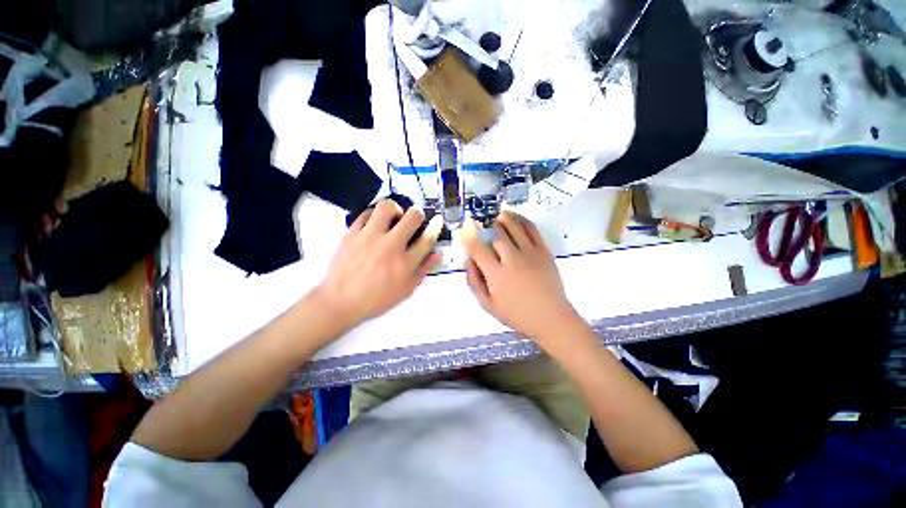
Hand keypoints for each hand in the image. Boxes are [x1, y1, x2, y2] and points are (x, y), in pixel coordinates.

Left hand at [314, 200, 442, 329]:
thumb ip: (423, 270)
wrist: (340, 302)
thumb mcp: (406, 290)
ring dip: (395, 209)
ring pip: (387, 207)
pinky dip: (374, 215)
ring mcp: (369, 237)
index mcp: (405, 263)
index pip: (427, 239)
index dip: (436, 227)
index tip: (437, 221)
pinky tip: (375, 224)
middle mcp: (390, 246)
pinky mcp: (352, 234)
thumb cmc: (377, 299)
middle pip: (412, 217)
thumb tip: (438, 254)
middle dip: (418, 215)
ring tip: (393, 219)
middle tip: (413, 222)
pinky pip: (365, 214)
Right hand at [461, 212, 580, 342]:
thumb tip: (468, 260)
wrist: (550, 318)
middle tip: (480, 221)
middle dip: (485, 224)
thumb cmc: (516, 314)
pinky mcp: (544, 251)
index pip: (478, 249)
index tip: (464, 228)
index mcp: (497, 275)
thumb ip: (474, 282)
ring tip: (497, 215)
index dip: (469, 236)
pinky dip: (522, 220)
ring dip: (503, 218)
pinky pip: (532, 229)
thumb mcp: (488, 305)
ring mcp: (530, 254)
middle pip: (496, 234)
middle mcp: (513, 260)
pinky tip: (515, 218)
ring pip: (514, 227)